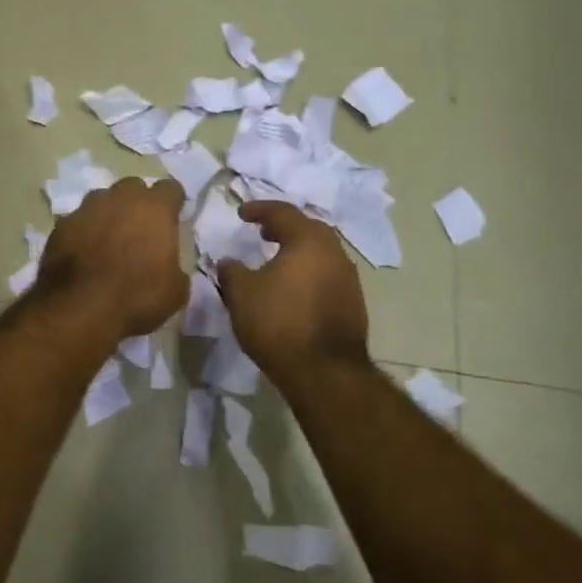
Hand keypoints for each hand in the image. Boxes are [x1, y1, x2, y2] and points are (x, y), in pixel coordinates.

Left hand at [36, 177, 188, 339]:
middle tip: (139, 229)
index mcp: (155, 209)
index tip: (173, 218)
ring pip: (102, 199)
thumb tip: (169, 267)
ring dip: (108, 213)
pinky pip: (78, 220)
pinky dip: (83, 231)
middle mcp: (121, 199)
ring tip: (109, 239)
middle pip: (133, 187)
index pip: (170, 188)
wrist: (79, 309)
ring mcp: (87, 208)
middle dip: (138, 203)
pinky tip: (83, 252)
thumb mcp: (175, 292)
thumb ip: (175, 267)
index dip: (173, 203)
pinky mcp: (62, 225)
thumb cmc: (136, 298)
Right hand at [217, 202, 368, 380]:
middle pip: (308, 229)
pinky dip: (308, 273)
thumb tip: (228, 262)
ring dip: (298, 251)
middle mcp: (334, 253)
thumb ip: (231, 271)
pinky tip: (294, 289)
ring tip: (277, 261)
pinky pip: (327, 275)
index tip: (241, 213)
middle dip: (284, 227)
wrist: (325, 373)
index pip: (282, 213)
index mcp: (308, 240)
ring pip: (321, 253)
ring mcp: (348, 279)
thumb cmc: (279, 323)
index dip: (259, 209)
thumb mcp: (242, 294)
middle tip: (263, 233)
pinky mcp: (354, 303)